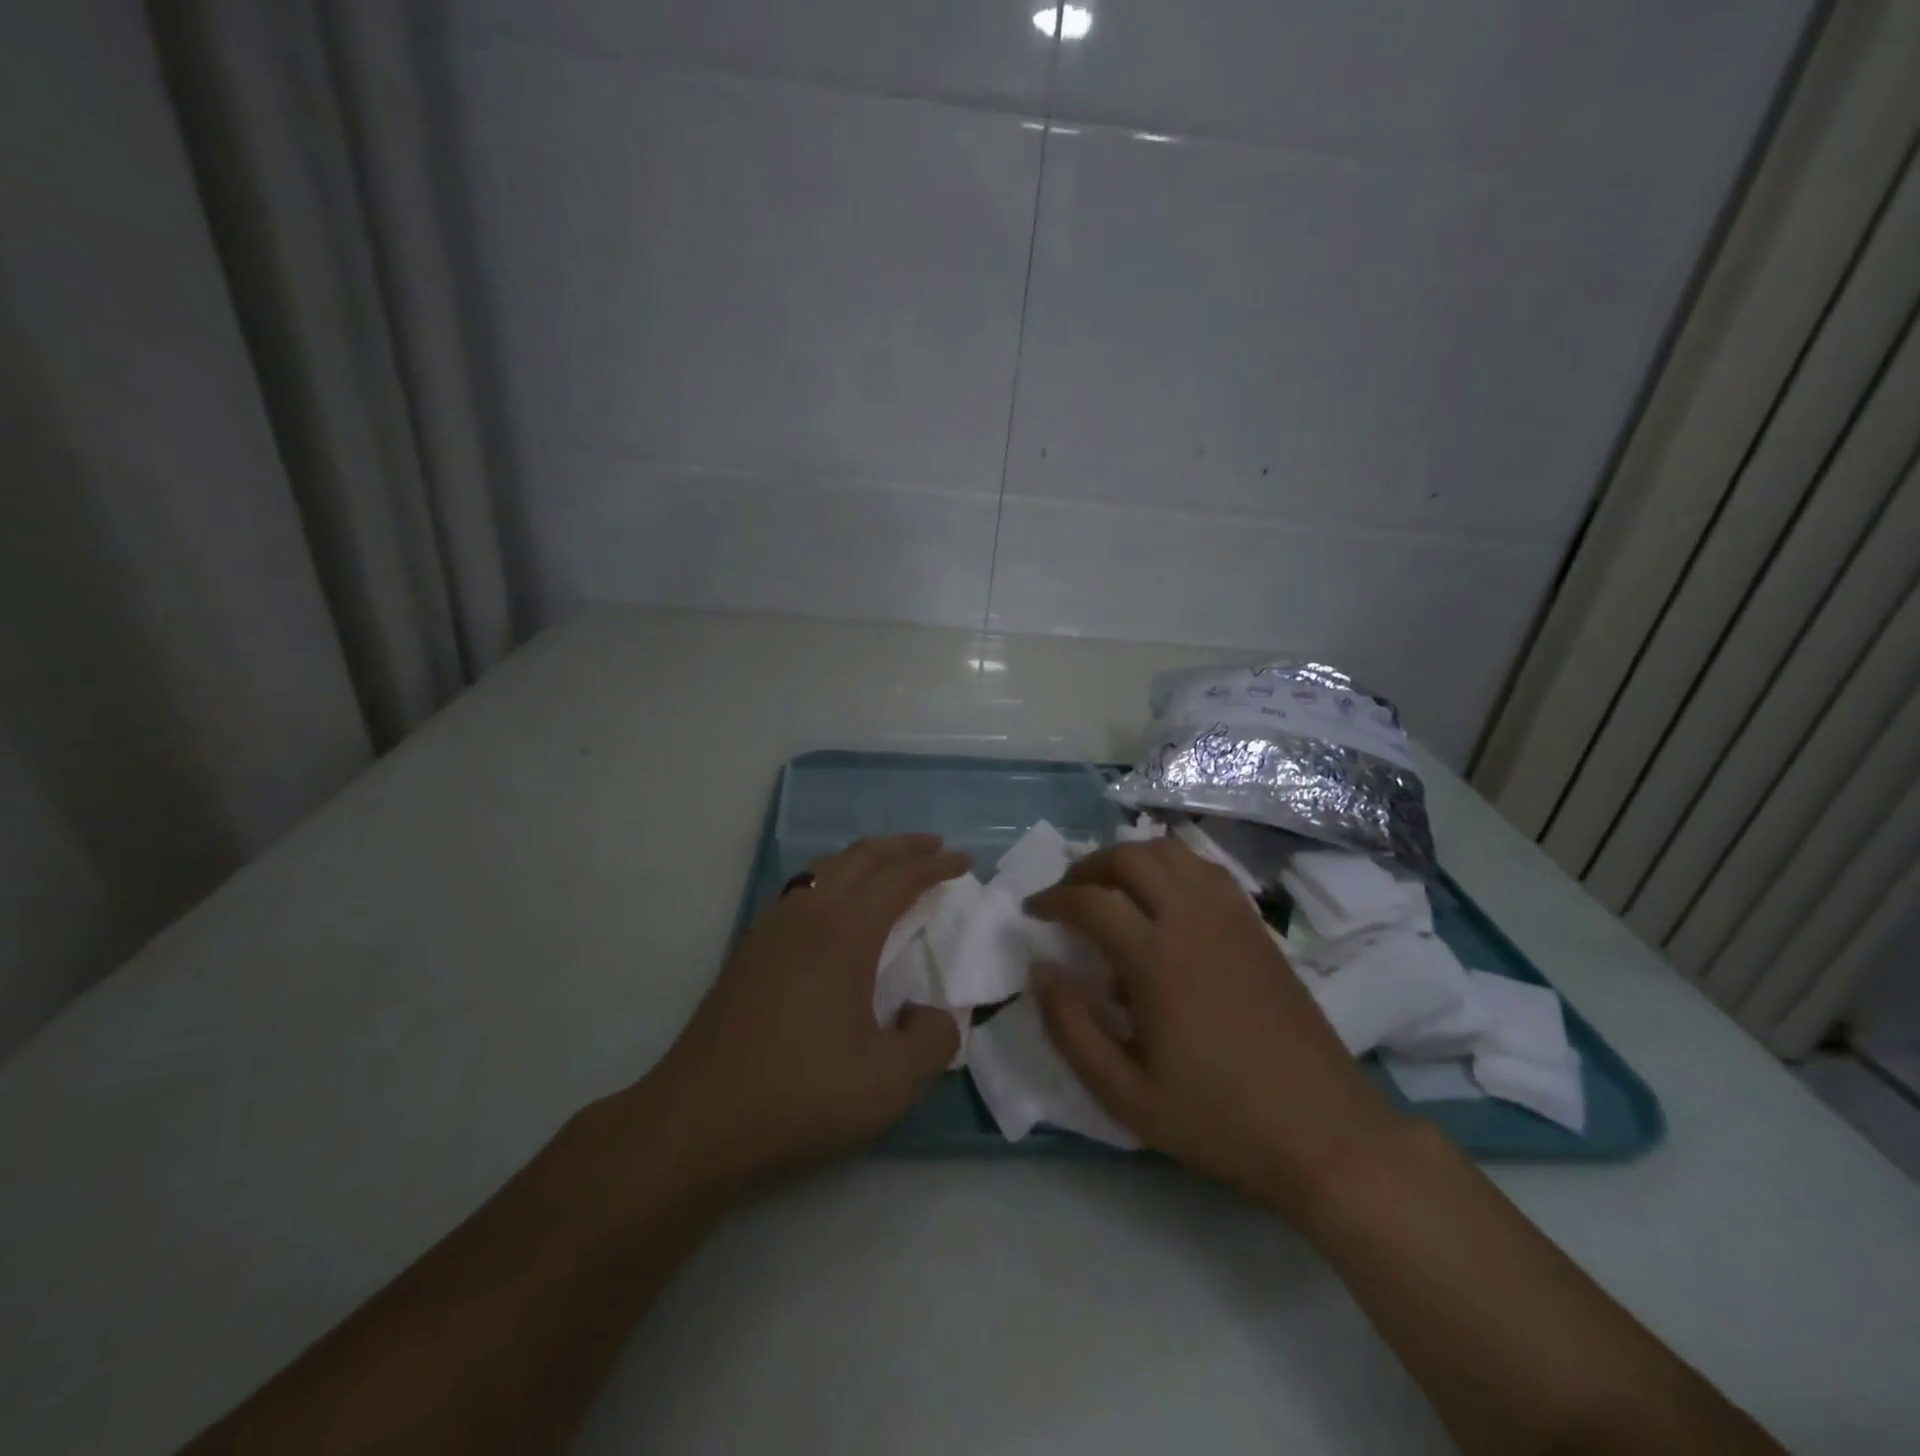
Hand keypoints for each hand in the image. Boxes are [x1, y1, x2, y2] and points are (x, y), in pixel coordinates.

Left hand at [649, 834, 967, 1186]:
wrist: (697, 1120)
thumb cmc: (799, 1096)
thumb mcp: (889, 1082)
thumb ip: (933, 1041)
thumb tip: (933, 1014)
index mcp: (843, 933)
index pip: (898, 879)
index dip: (936, 865)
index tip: (964, 861)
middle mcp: (807, 914)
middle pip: (861, 857)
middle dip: (903, 847)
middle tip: (935, 847)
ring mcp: (771, 928)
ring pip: (826, 868)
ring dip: (865, 859)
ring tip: (891, 868)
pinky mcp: (750, 949)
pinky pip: (802, 889)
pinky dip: (834, 878)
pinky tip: (837, 906)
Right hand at [1026, 837, 1401, 1219]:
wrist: (1323, 1133)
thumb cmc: (1218, 1119)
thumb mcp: (1124, 1095)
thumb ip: (1070, 1029)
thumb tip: (1039, 969)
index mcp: (1156, 959)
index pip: (1090, 901)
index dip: (1052, 899)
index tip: (1033, 912)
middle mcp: (1193, 920)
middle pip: (1130, 857)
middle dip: (1088, 867)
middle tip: (1068, 895)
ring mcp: (1231, 917)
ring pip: (1170, 852)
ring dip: (1130, 858)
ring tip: (1111, 889)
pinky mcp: (1256, 925)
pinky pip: (1205, 869)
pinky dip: (1171, 866)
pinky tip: (1164, 899)